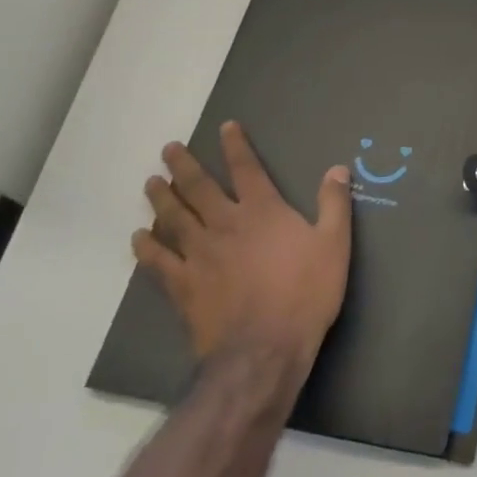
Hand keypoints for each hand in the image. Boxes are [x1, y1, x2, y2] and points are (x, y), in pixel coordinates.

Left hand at [133, 121, 351, 366]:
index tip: (224, 126)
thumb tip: (337, 168)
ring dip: (161, 198)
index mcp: (262, 211)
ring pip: (174, 218)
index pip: (246, 168)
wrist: (263, 350)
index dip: (235, 145)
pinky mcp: (183, 285)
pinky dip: (147, 247)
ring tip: (150, 183)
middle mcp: (225, 224)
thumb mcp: (334, 245)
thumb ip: (334, 204)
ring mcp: (199, 254)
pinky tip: (139, 237)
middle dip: (184, 165)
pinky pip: (159, 261)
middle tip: (169, 149)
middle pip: (199, 187)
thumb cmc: (306, 293)